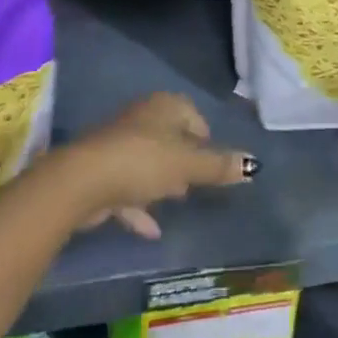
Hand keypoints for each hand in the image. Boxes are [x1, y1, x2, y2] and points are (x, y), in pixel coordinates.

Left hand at [55, 92, 254, 239]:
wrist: (83, 181)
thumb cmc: (143, 162)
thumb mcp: (188, 165)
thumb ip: (219, 166)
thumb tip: (254, 164)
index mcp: (164, 106)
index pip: (192, 114)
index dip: (205, 138)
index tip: (213, 163)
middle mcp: (141, 118)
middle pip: (170, 137)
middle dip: (183, 159)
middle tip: (197, 183)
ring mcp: (118, 144)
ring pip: (148, 161)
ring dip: (161, 181)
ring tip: (177, 201)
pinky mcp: (102, 171)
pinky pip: (128, 188)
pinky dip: (140, 206)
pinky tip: (152, 231)